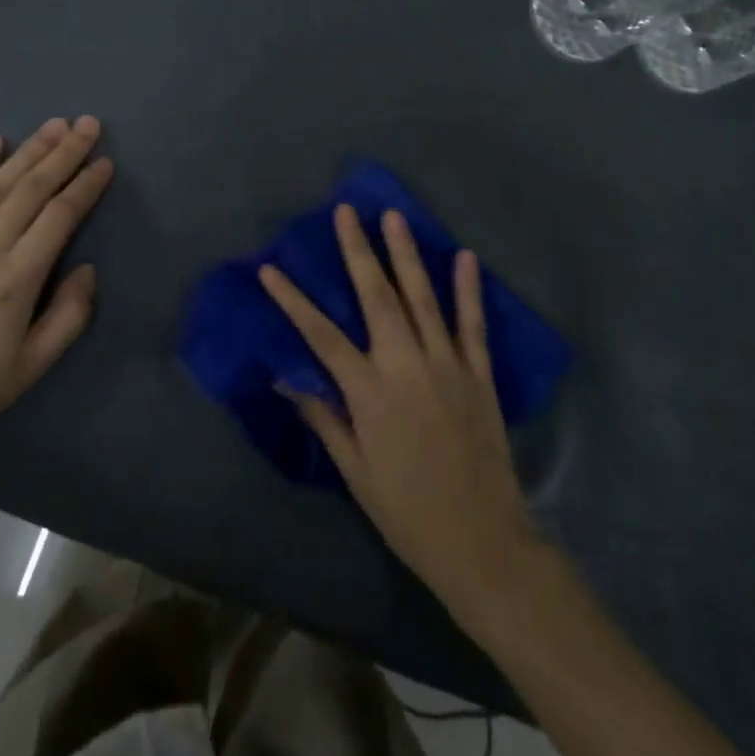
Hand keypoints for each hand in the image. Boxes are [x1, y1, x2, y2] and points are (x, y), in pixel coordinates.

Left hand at [0, 117, 113, 468]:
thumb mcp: (29, 370)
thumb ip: (67, 318)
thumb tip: (88, 270)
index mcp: (17, 280)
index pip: (60, 217)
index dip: (85, 187)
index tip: (104, 163)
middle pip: (31, 190)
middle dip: (63, 154)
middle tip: (87, 124)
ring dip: (27, 152)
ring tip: (53, 125)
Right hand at [260, 206, 538, 613]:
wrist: (483, 543)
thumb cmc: (407, 511)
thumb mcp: (355, 471)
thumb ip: (324, 417)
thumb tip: (285, 377)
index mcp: (370, 393)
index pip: (321, 336)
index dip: (293, 301)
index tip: (271, 269)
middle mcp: (406, 367)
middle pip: (377, 298)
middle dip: (358, 251)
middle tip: (346, 212)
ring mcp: (447, 366)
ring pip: (423, 299)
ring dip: (406, 255)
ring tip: (394, 217)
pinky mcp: (479, 376)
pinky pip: (472, 325)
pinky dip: (468, 290)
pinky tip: (465, 258)